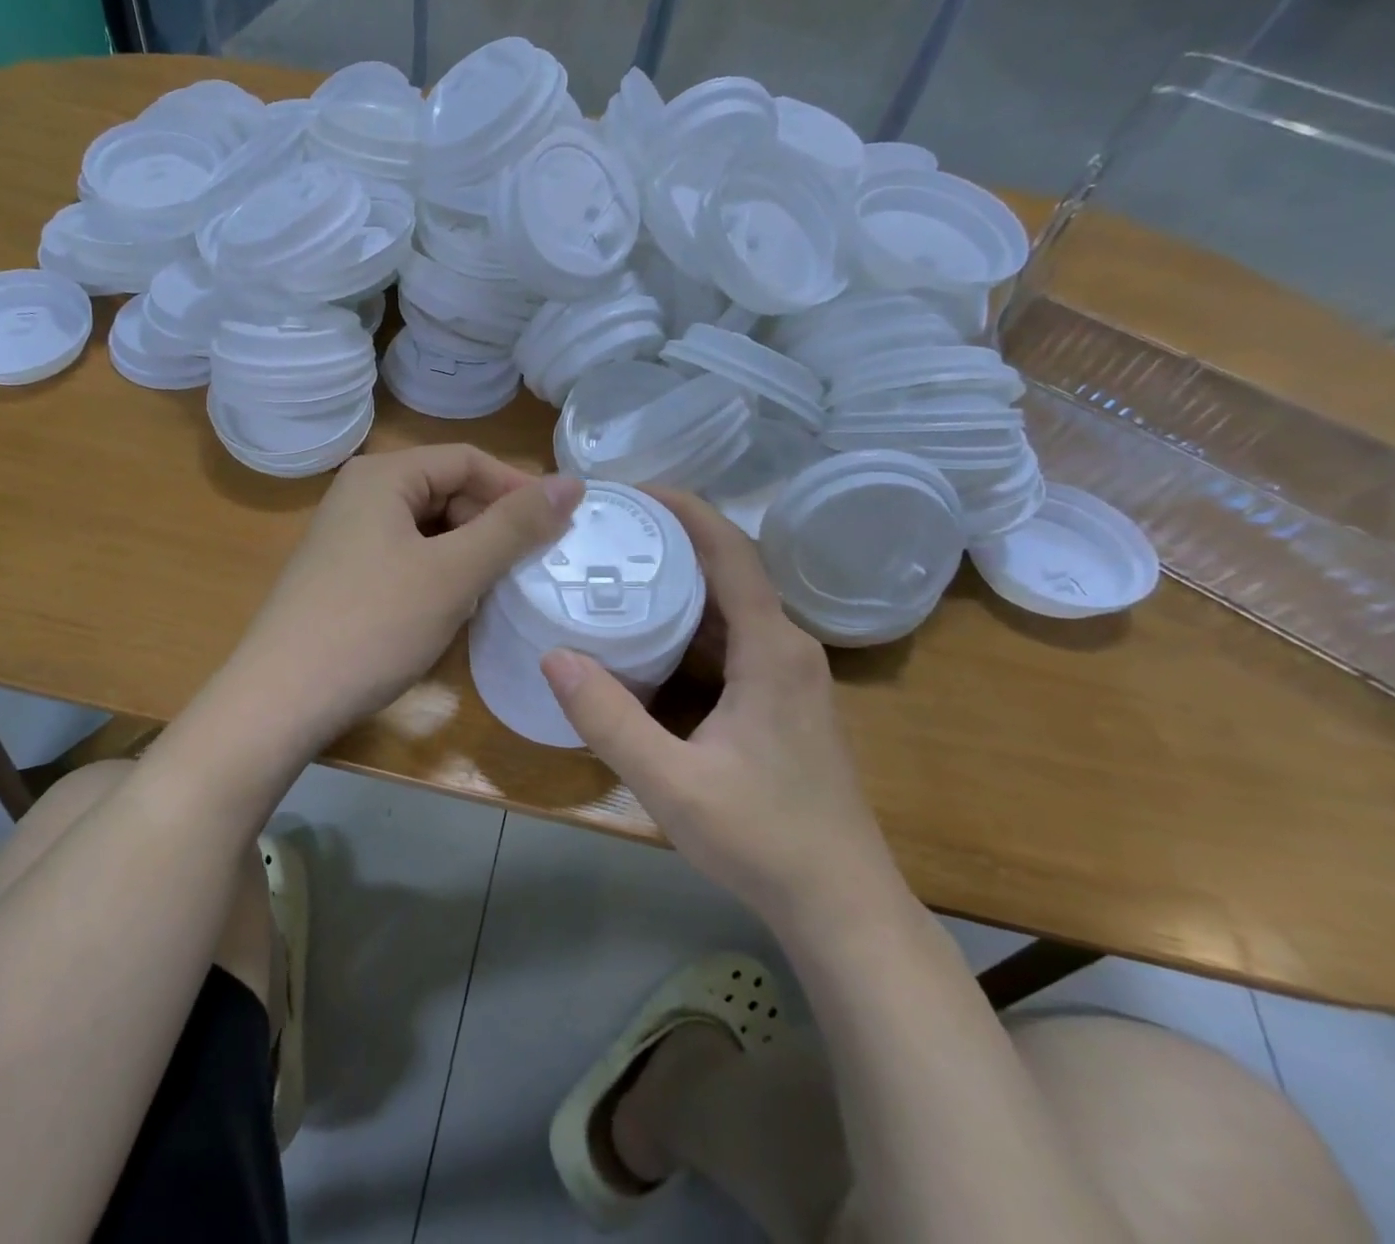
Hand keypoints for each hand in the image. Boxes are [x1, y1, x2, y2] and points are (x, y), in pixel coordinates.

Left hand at [223, 445, 581, 751]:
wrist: (280, 700)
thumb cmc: (372, 626)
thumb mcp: (453, 573)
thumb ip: (514, 526)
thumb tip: (572, 483)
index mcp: (383, 476)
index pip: (468, 460)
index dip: (519, 488)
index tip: (562, 527)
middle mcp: (361, 494)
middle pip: (447, 490)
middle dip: (493, 523)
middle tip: (532, 565)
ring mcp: (348, 536)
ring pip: (430, 528)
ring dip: (470, 551)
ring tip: (499, 587)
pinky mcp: (345, 574)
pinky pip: (408, 557)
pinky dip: (441, 573)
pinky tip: (454, 605)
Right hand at [539, 490, 894, 919]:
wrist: (840, 905)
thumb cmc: (763, 839)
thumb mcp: (672, 783)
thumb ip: (610, 720)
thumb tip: (554, 656)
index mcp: (772, 649)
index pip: (730, 552)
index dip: (685, 510)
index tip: (631, 490)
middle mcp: (787, 647)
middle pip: (729, 570)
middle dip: (671, 541)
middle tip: (605, 530)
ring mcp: (789, 674)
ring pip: (730, 606)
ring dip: (680, 582)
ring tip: (617, 569)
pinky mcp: (782, 699)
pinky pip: (733, 638)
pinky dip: (691, 622)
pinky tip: (648, 635)